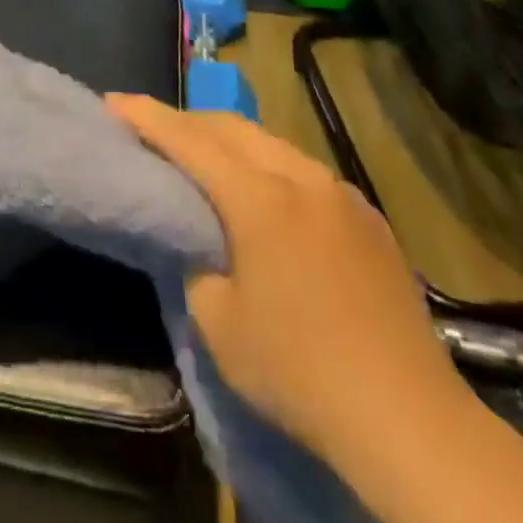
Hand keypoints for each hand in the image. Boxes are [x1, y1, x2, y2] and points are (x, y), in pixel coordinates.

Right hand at [108, 96, 470, 469]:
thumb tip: (200, 240)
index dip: (145, 116)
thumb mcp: (216, 321)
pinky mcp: (368, 218)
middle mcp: (301, 178)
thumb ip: (196, 262)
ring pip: (270, 143)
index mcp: (259, 198)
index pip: (188, 139)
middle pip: (230, 127)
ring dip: (228, 141)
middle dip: (186, 121)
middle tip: (151, 129)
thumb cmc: (298, 371)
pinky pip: (304, 171)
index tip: (112, 101)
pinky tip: (264, 194)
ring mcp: (341, 194)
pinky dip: (268, 166)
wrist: (410, 421)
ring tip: (202, 157)